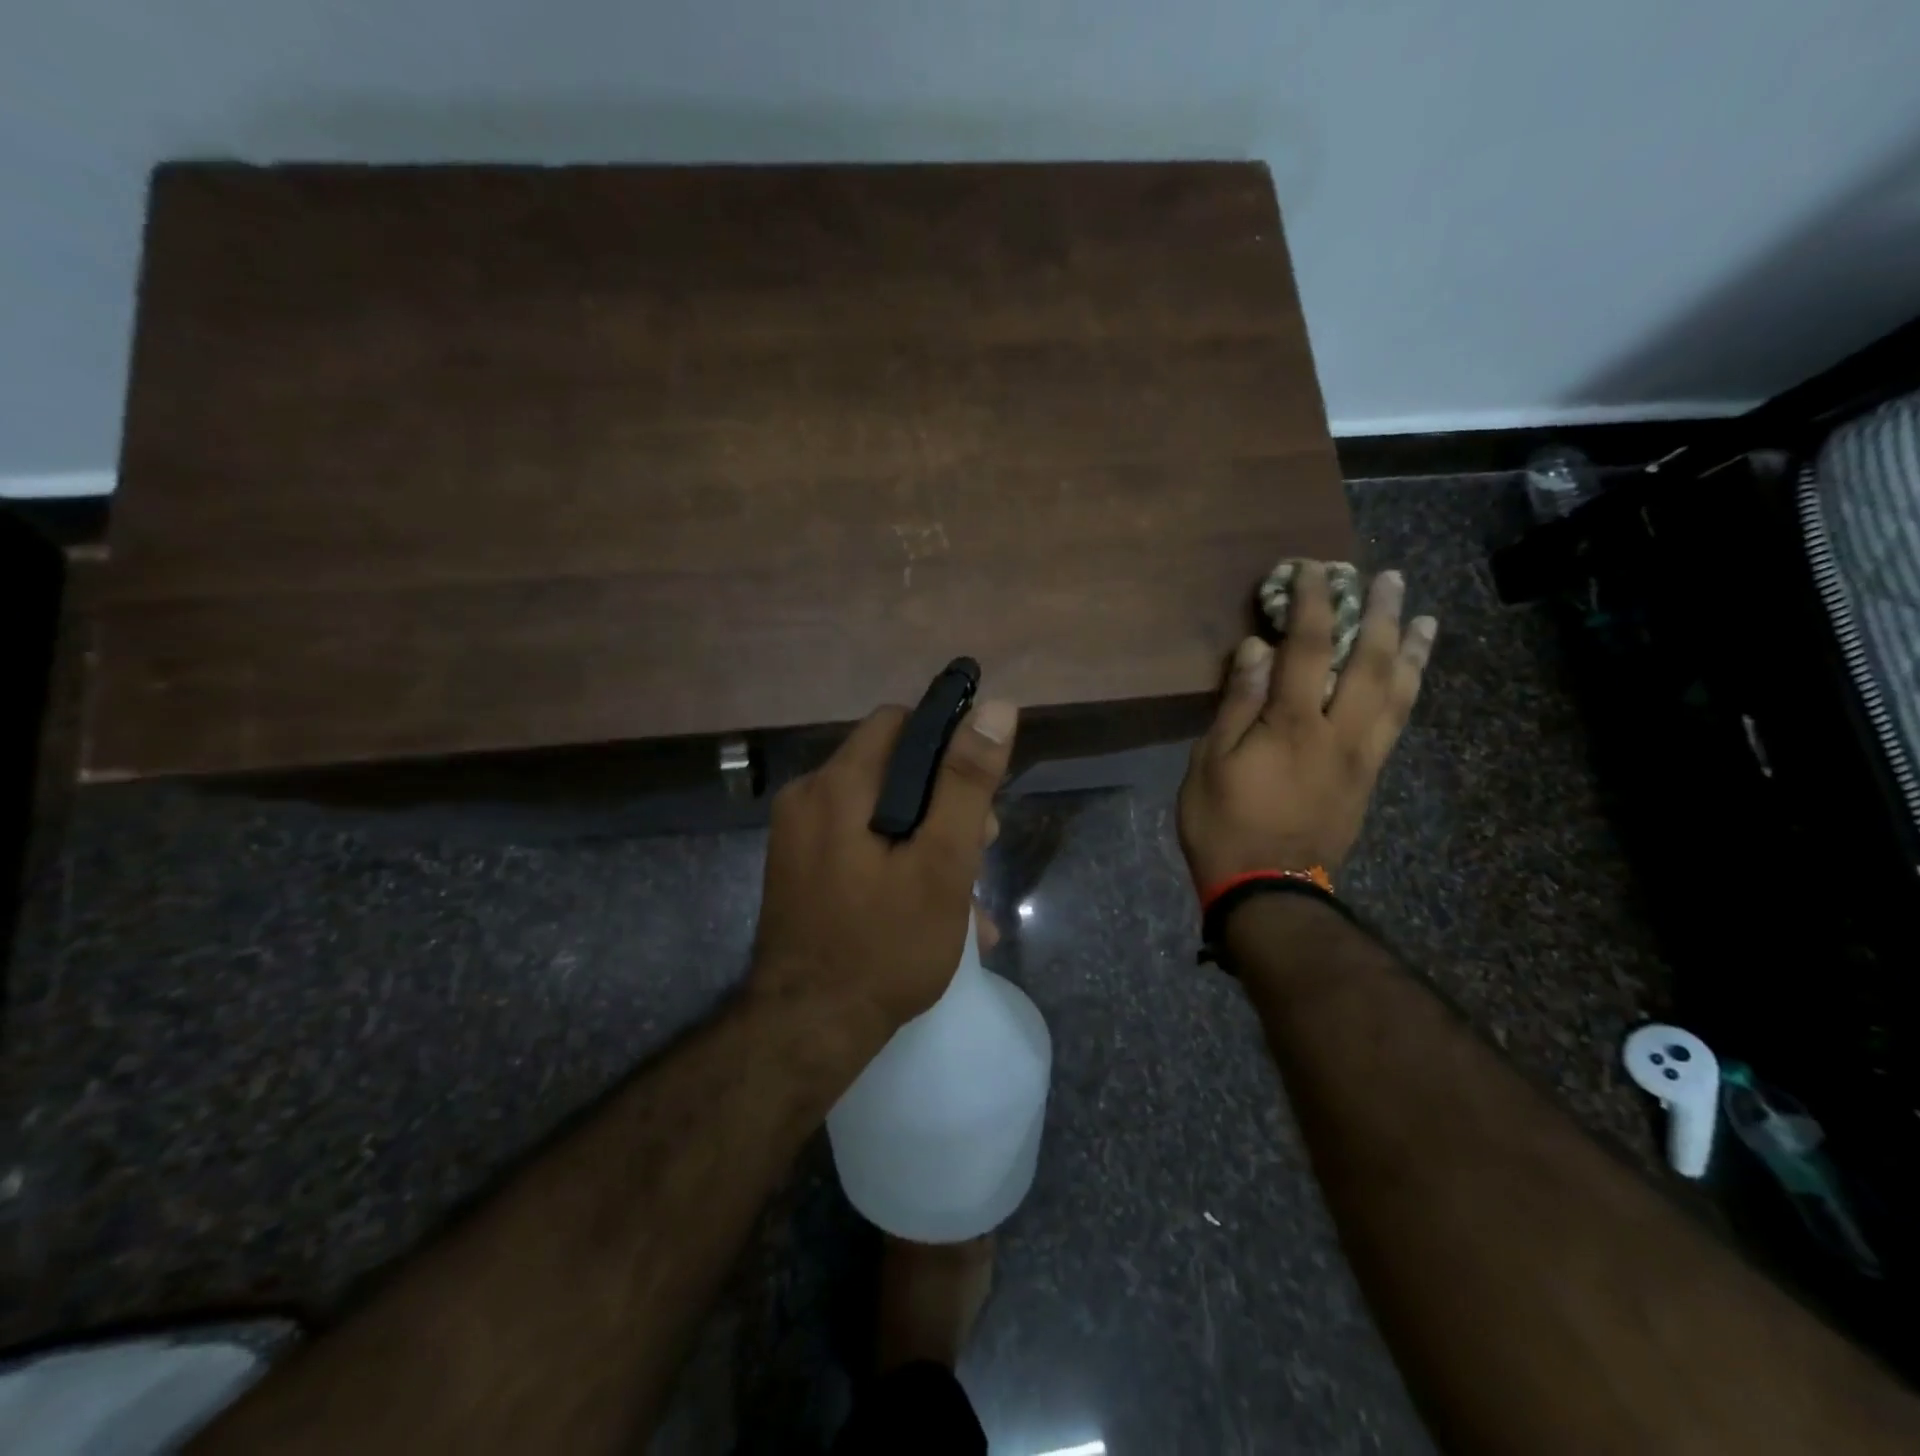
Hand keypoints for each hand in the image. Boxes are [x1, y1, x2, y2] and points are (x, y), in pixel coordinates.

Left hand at [749, 698, 1018, 1037]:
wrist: (806, 1032)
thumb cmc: (884, 946)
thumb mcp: (941, 863)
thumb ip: (967, 783)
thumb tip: (997, 707)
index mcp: (836, 785)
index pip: (900, 723)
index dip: (948, 744)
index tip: (979, 790)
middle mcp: (808, 798)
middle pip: (890, 769)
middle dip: (943, 801)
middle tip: (980, 848)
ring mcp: (799, 836)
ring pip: (879, 810)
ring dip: (927, 838)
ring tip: (967, 895)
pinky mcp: (801, 869)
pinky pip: (858, 843)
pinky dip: (897, 860)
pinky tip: (934, 908)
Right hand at [1178, 562, 1435, 890]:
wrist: (1268, 890)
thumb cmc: (1224, 824)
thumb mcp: (1210, 762)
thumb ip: (1237, 703)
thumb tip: (1257, 649)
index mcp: (1294, 725)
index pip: (1308, 648)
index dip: (1313, 603)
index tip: (1315, 568)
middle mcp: (1340, 733)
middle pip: (1369, 663)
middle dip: (1380, 614)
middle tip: (1388, 577)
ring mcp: (1362, 757)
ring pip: (1398, 694)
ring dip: (1411, 651)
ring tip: (1423, 618)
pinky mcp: (1369, 779)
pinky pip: (1398, 723)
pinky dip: (1409, 690)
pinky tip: (1410, 676)